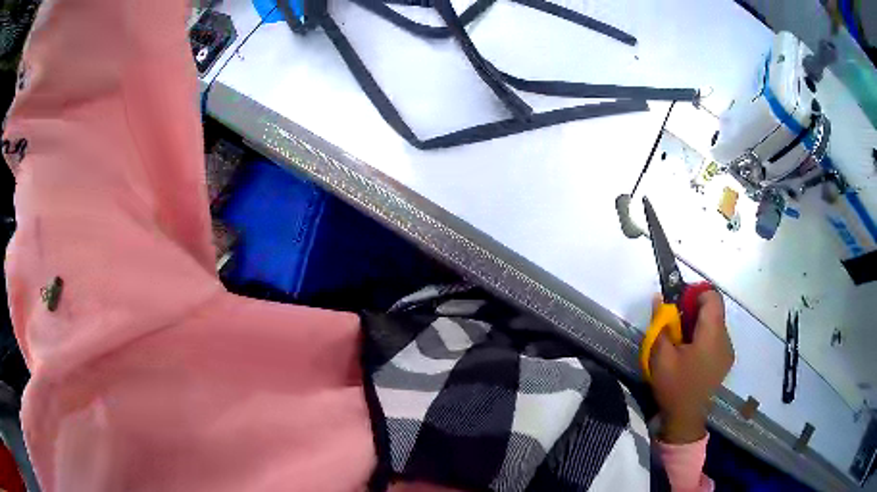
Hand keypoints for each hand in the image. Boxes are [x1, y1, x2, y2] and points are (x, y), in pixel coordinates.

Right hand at [649, 290, 734, 443]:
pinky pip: (716, 338)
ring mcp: (727, 351)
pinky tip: (690, 356)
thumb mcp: (660, 357)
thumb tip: (660, 298)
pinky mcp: (725, 361)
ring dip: (698, 325)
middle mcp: (725, 339)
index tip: (678, 306)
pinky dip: (703, 337)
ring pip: (715, 324)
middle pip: (714, 310)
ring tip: (681, 344)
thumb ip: (661, 324)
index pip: (712, 297)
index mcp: (712, 335)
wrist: (685, 420)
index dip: (695, 294)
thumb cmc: (674, 387)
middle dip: (693, 311)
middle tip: (674, 327)